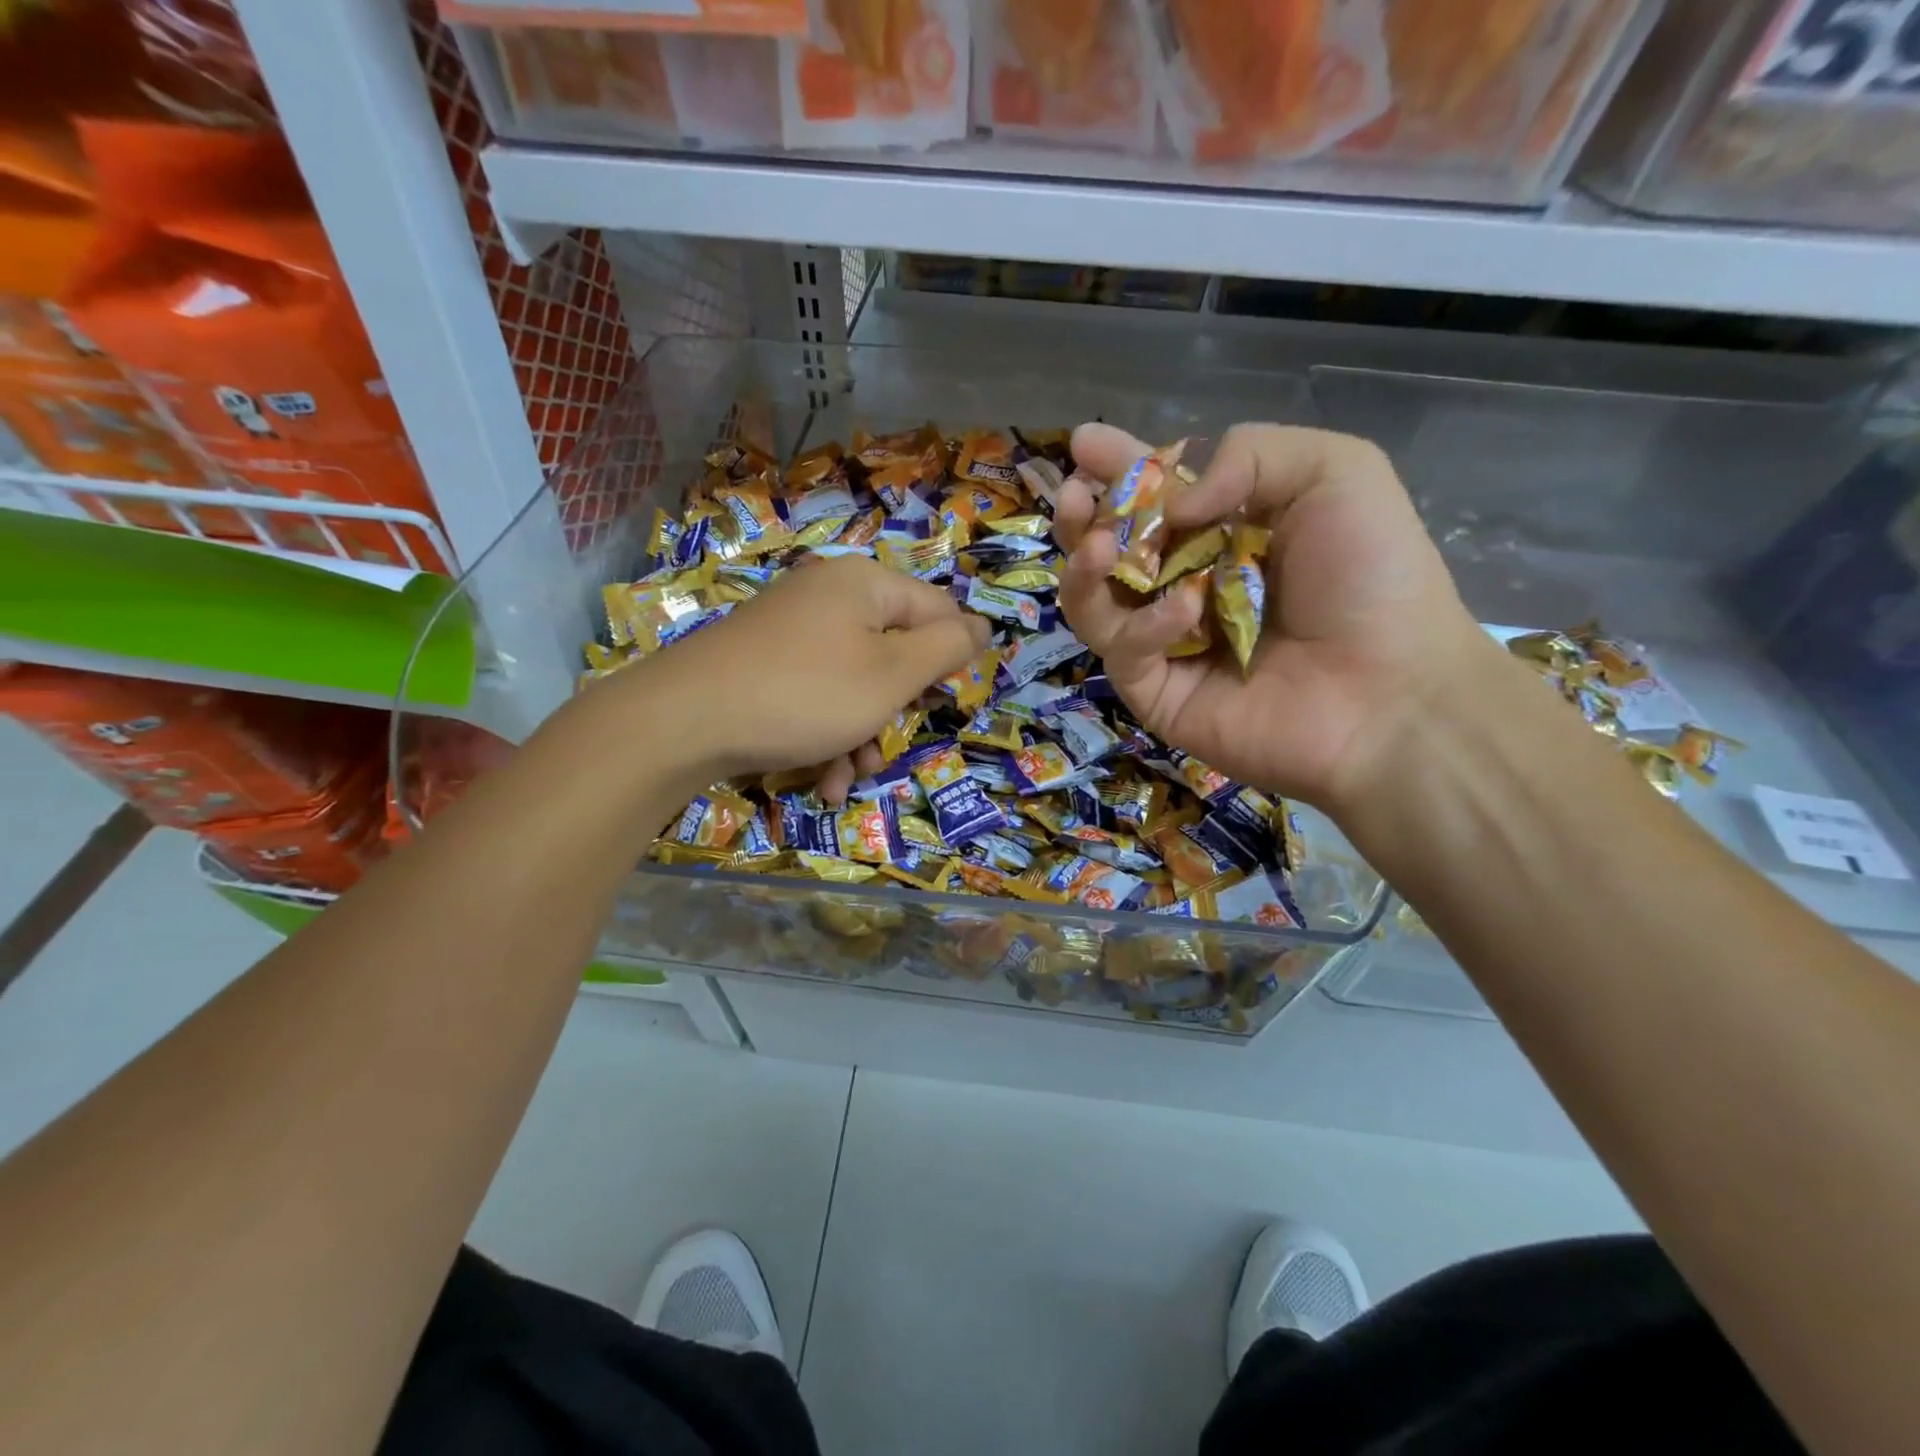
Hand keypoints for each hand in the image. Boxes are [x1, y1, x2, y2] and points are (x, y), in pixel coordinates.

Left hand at [610, 555, 989, 803]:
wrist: (683, 721)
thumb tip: (982, 625)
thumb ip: (946, 648)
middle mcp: (829, 596)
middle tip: (892, 742)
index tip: (950, 703)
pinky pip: (817, 693)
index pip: (938, 611)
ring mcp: (793, 629)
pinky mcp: (765, 662)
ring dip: (863, 734)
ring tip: (852, 775)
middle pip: (894, 649)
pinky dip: (827, 734)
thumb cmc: (806, 694)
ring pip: (856, 682)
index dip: (953, 659)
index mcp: (866, 584)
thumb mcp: (892, 675)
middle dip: (898, 707)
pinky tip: (824, 778)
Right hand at [1056, 422, 1492, 811]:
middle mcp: (1188, 585)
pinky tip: (1186, 610)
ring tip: (1100, 548)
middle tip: (1075, 499)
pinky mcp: (1159, 693)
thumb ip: (1248, 455)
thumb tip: (1169, 510)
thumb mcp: (1334, 473)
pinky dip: (1146, 626)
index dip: (1120, 470)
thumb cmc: (1371, 577)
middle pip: (1111, 552)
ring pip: (1095, 604)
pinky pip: (1125, 652)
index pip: (1156, 498)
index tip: (1084, 444)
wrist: (1392, 690)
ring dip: (1086, 570)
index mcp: (1226, 533)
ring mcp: (1169, 644)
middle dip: (1084, 520)